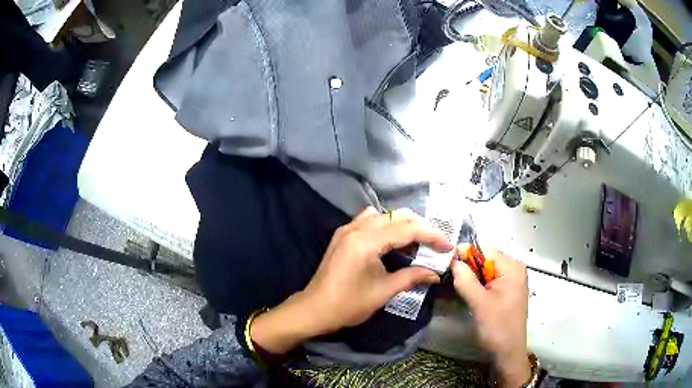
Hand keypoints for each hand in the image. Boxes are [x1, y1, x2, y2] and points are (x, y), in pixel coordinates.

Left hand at [250, 207, 452, 353]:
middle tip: (435, 243)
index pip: (407, 229)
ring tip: (418, 240)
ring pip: (383, 214)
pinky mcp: (343, 235)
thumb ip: (412, 277)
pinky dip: (386, 225)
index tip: (448, 246)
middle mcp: (356, 228)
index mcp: (367, 241)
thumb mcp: (384, 291)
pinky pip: (369, 219)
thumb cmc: (348, 304)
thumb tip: (436, 273)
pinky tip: (393, 240)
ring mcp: (347, 229)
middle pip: (396, 216)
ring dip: (403, 223)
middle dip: (420, 226)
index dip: (432, 235)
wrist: (314, 309)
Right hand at [451, 245, 530, 386]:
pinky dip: (477, 284)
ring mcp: (511, 281)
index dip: (465, 253)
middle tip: (448, 275)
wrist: (508, 352)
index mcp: (512, 268)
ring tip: (455, 284)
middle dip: (467, 266)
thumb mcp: (479, 303)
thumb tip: (453, 261)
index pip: (485, 250)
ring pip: (486, 271)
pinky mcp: (506, 291)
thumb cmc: (497, 327)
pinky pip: (489, 280)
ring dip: (471, 277)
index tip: (445, 261)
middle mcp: (514, 269)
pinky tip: (467, 293)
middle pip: (486, 259)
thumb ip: (465, 280)